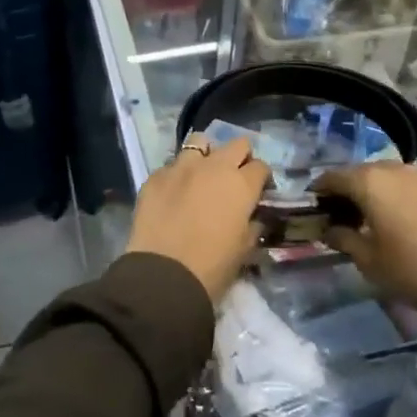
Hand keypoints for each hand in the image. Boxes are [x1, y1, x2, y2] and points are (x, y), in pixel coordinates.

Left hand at [126, 134, 270, 304]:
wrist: (164, 273)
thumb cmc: (212, 266)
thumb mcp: (244, 249)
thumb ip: (252, 225)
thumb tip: (253, 217)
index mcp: (240, 184)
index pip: (260, 166)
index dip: (261, 178)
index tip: (258, 190)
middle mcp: (213, 166)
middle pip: (236, 144)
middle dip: (239, 157)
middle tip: (234, 177)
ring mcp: (181, 167)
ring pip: (199, 142)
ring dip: (205, 155)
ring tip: (201, 175)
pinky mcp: (155, 176)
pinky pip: (171, 165)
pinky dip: (177, 175)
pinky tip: (173, 194)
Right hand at [315, 162, 416, 311]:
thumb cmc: (410, 269)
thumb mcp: (368, 260)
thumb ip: (343, 239)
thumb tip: (330, 230)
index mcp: (369, 182)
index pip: (333, 177)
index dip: (320, 190)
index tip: (313, 206)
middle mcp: (394, 171)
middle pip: (360, 173)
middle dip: (347, 190)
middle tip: (340, 214)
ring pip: (387, 178)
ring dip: (374, 193)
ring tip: (370, 218)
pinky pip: (409, 189)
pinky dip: (397, 199)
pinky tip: (400, 222)